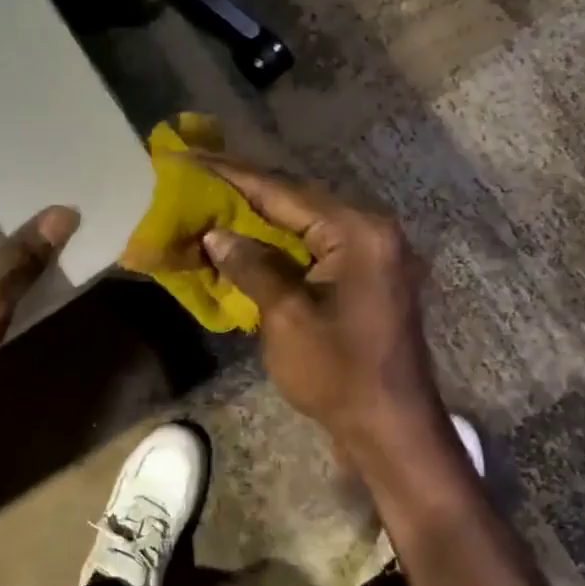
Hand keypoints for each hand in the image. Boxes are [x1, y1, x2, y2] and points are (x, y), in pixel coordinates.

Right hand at [191, 154, 440, 450]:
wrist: (392, 428)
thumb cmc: (340, 373)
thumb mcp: (287, 317)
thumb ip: (253, 267)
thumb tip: (216, 233)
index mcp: (357, 232)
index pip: (284, 193)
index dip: (233, 176)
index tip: (192, 157)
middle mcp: (371, 231)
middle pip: (298, 201)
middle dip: (246, 191)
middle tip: (198, 176)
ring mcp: (373, 254)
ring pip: (306, 223)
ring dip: (262, 218)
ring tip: (215, 202)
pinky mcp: (366, 277)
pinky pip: (317, 247)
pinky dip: (281, 244)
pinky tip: (250, 242)